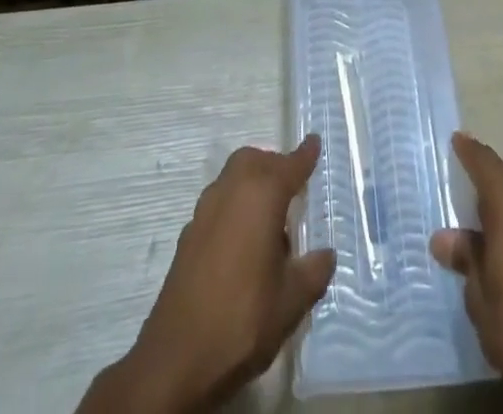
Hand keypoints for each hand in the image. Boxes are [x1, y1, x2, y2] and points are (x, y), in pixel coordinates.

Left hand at [79, 135, 334, 413]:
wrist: (177, 359)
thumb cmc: (243, 320)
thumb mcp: (292, 301)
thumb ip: (314, 271)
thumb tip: (325, 254)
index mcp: (261, 195)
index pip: (289, 165)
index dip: (305, 155)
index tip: (314, 142)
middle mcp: (231, 191)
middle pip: (255, 161)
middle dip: (274, 166)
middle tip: (293, 188)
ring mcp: (204, 212)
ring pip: (233, 178)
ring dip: (252, 185)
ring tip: (270, 221)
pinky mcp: (188, 236)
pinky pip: (218, 204)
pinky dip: (234, 208)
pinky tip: (243, 245)